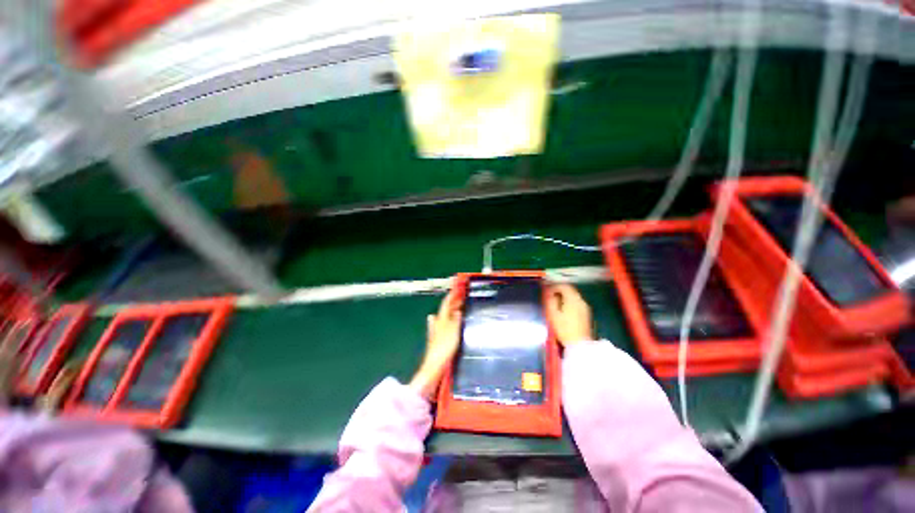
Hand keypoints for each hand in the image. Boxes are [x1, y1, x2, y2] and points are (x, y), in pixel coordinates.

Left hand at [409, 290, 462, 399]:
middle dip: (452, 301)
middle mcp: (437, 322)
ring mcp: (437, 331)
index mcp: (440, 319)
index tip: (457, 285)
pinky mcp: (439, 338)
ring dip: (451, 309)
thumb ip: (455, 320)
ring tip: (458, 305)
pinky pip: (446, 323)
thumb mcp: (453, 332)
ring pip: (444, 315)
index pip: (446, 303)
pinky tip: (451, 321)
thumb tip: (457, 310)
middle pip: (445, 308)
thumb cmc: (444, 347)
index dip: (452, 294)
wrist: (434, 366)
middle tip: (460, 294)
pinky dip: (450, 319)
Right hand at [546, 283, 593, 346]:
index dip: (554, 286)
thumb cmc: (564, 328)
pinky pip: (577, 302)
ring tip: (556, 302)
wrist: (580, 344)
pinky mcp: (586, 314)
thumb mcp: (553, 314)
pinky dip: (570, 302)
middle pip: (570, 290)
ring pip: (574, 296)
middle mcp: (581, 300)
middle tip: (550, 295)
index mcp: (573, 299)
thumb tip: (549, 292)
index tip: (547, 290)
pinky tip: (564, 309)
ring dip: (565, 296)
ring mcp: (585, 307)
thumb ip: (551, 301)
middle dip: (560, 290)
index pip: (564, 286)